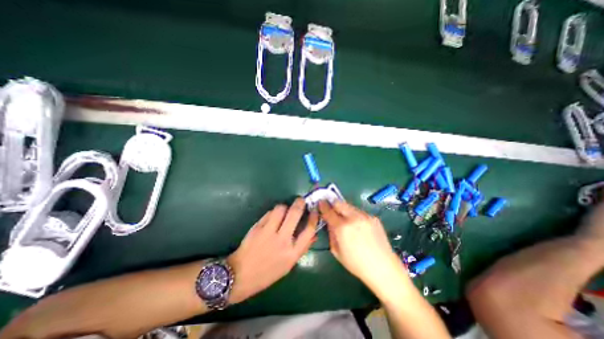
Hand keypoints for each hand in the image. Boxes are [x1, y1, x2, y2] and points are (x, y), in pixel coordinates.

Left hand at [228, 198, 320, 303]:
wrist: (240, 275)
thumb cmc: (268, 273)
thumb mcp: (288, 265)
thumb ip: (302, 248)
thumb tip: (314, 235)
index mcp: (292, 252)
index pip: (309, 230)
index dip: (314, 217)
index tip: (315, 210)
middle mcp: (282, 240)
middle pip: (295, 214)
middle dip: (300, 203)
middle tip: (301, 200)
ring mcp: (269, 232)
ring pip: (281, 209)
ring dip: (285, 206)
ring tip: (285, 210)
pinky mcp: (258, 227)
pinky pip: (269, 213)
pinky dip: (273, 212)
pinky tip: (273, 216)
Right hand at [318, 200, 407, 292]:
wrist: (384, 268)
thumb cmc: (356, 264)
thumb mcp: (336, 251)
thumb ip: (331, 233)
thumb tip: (329, 222)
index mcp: (342, 228)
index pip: (329, 211)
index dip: (323, 206)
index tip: (320, 203)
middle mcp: (353, 218)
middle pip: (339, 203)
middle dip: (333, 204)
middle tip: (330, 208)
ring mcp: (365, 216)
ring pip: (349, 206)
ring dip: (344, 209)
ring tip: (345, 218)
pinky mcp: (373, 217)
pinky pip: (359, 212)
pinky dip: (354, 215)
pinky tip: (358, 226)